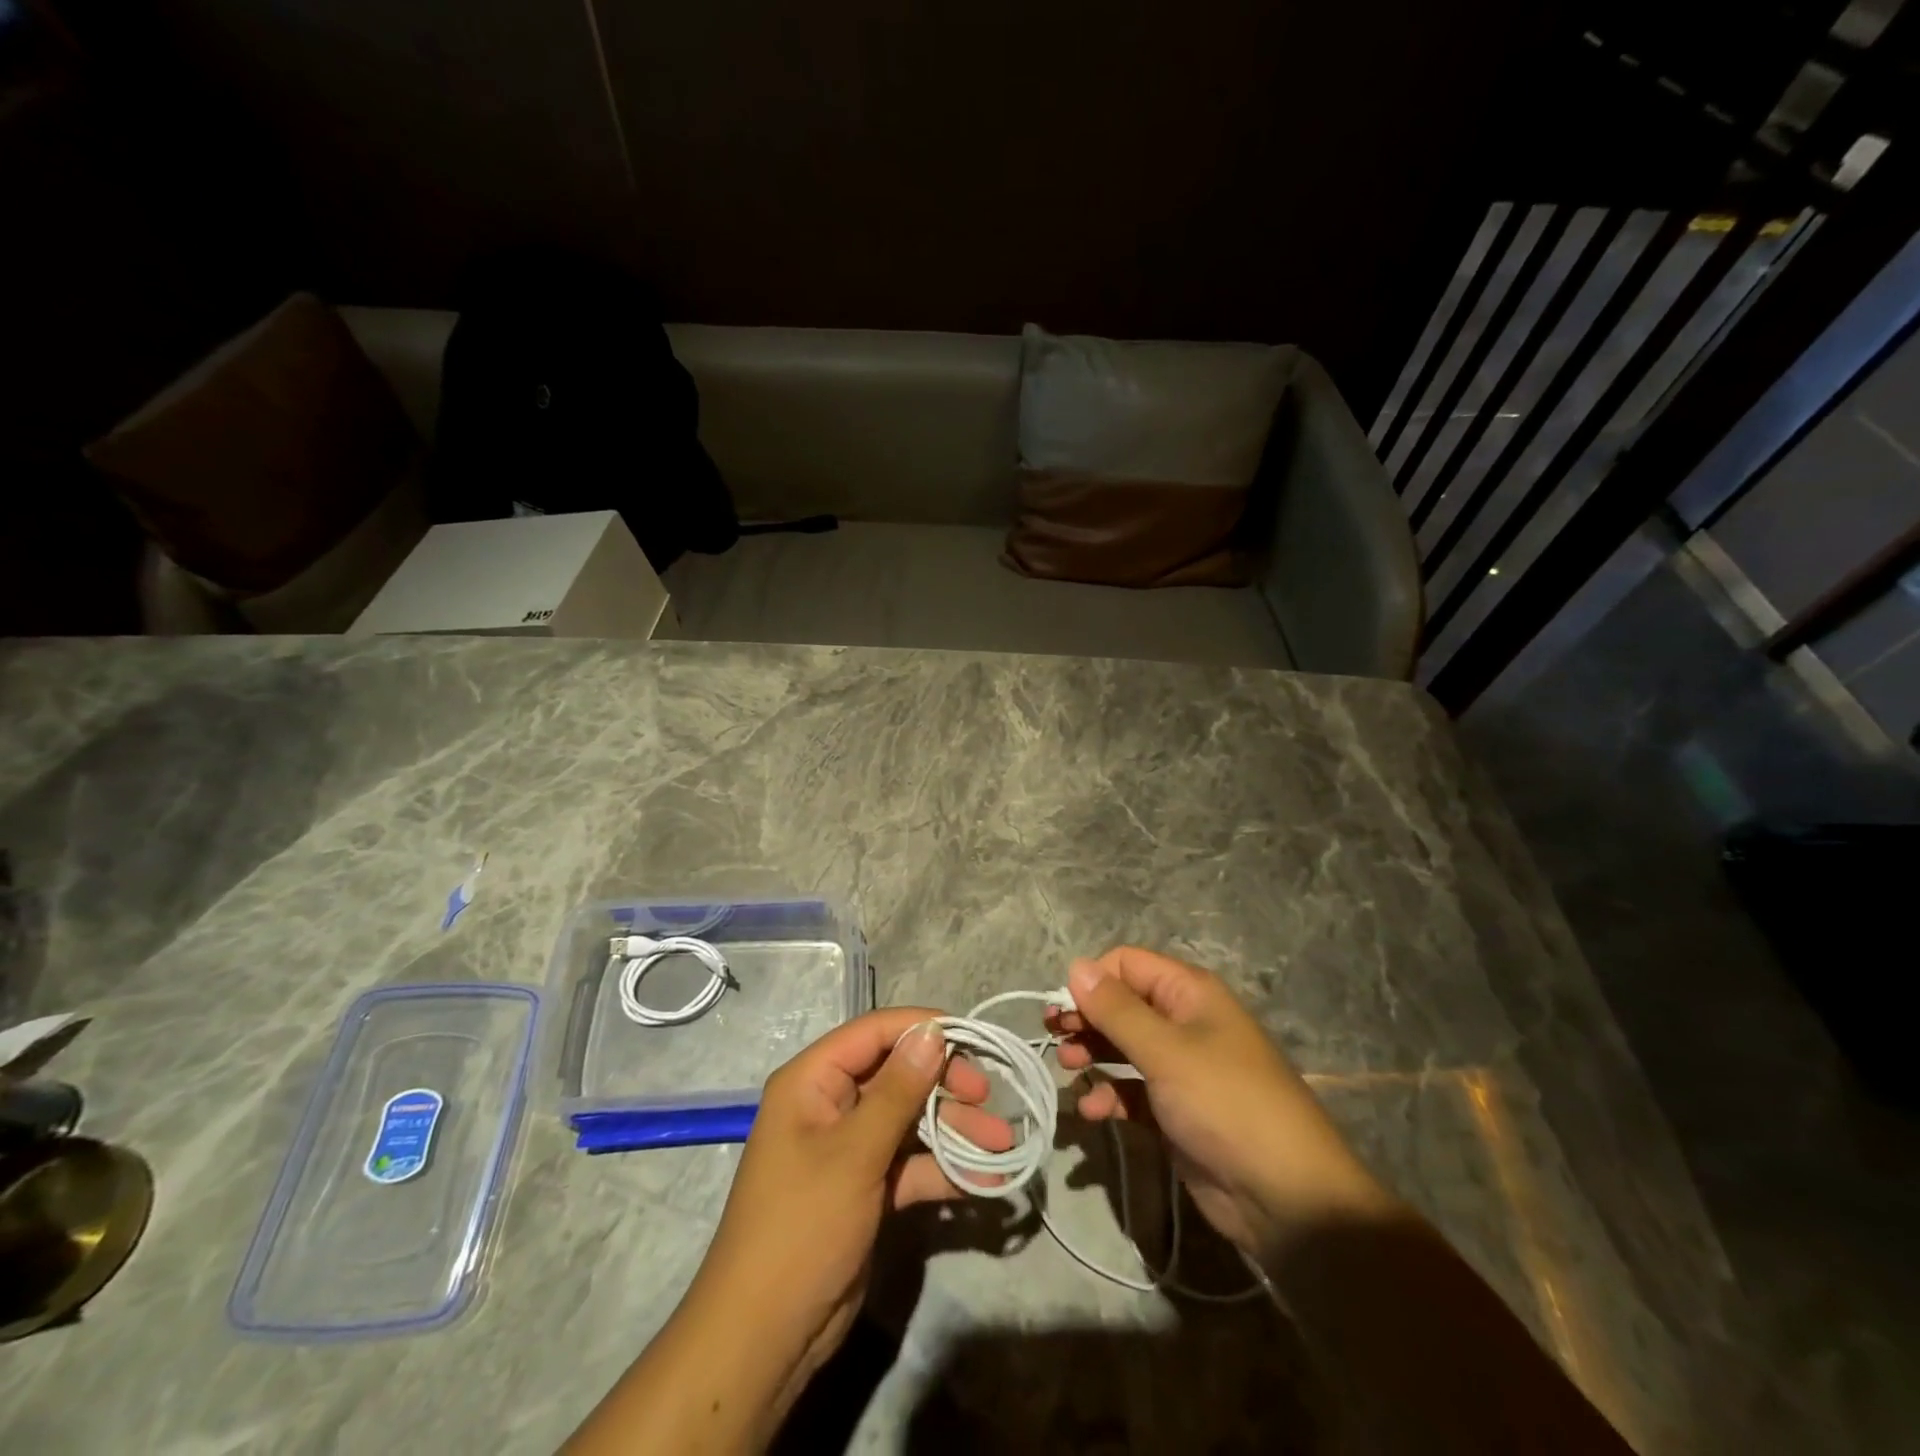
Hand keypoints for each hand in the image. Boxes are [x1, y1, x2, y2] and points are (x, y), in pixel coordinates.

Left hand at [677, 1009, 1011, 1424]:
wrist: (765, 1338)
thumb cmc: (802, 1227)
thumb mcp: (854, 1154)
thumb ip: (898, 1090)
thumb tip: (933, 1032)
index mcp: (813, 1081)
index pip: (874, 1032)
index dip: (922, 1028)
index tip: (972, 1038)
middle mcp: (831, 1105)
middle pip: (897, 1074)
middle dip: (945, 1084)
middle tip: (987, 1097)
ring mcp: (850, 1148)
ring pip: (909, 1120)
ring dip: (954, 1130)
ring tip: (1001, 1145)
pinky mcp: (866, 1188)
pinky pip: (910, 1164)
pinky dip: (943, 1170)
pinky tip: (983, 1181)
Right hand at [1047, 947, 1396, 1263]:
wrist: (1286, 1199)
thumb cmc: (1226, 1105)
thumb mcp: (1166, 1052)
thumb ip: (1116, 1010)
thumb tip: (1075, 965)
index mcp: (1188, 993)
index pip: (1127, 964)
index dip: (1092, 980)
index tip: (1064, 1009)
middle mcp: (1183, 1022)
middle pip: (1121, 1004)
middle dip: (1086, 1018)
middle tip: (1055, 1037)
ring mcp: (1179, 1067)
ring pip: (1122, 1046)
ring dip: (1092, 1053)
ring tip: (1068, 1069)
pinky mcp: (1174, 1110)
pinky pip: (1130, 1089)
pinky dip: (1109, 1094)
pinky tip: (1091, 1111)